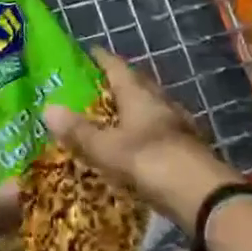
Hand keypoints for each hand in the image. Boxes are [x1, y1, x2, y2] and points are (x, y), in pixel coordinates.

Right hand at [43, 48, 238, 227]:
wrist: (203, 197)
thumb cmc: (151, 162)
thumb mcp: (106, 148)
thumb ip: (78, 131)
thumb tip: (47, 108)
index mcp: (140, 95)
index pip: (118, 67)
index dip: (102, 59)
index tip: (87, 53)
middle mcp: (161, 103)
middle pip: (137, 85)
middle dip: (117, 83)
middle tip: (93, 87)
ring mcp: (178, 127)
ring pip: (150, 109)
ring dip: (132, 109)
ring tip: (110, 116)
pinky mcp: (186, 150)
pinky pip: (159, 133)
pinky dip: (143, 134)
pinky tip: (134, 145)